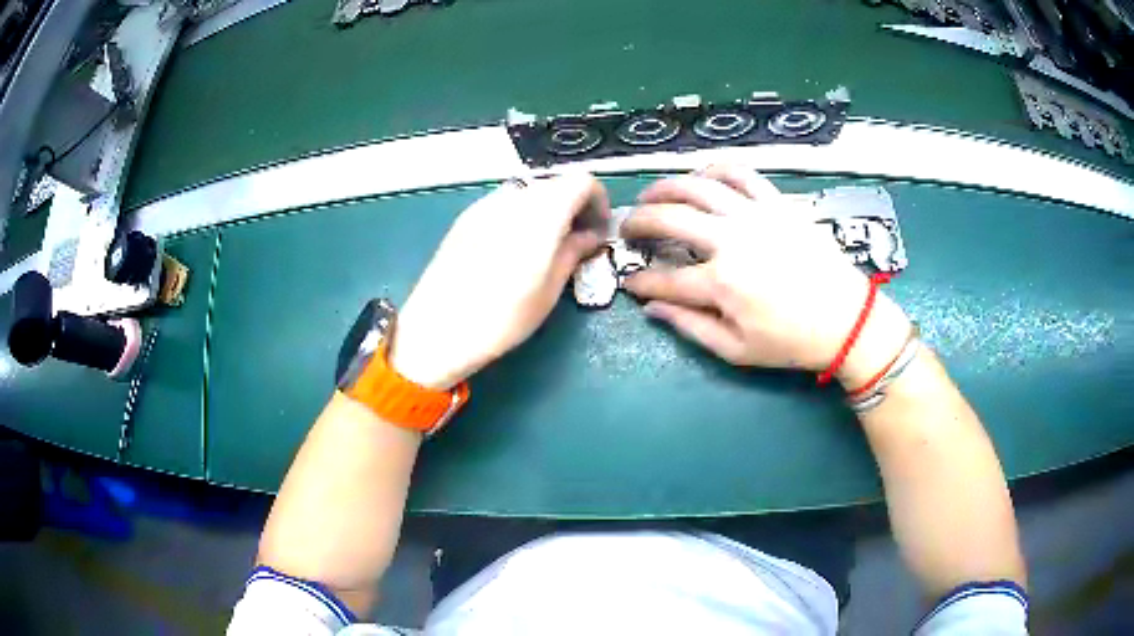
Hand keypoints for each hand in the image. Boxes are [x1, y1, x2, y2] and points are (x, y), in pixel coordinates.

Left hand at [389, 174, 609, 388]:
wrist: (437, 330)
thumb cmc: (502, 317)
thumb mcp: (549, 290)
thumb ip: (573, 252)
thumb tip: (589, 235)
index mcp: (541, 213)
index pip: (581, 181)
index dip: (598, 200)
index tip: (598, 228)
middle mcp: (513, 198)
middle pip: (555, 183)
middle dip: (573, 205)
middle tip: (577, 238)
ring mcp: (485, 205)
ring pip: (529, 192)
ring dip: (547, 209)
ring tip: (545, 245)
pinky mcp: (465, 218)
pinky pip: (504, 203)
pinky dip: (522, 214)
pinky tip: (514, 248)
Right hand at [622, 165, 909, 386]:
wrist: (846, 319)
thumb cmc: (791, 341)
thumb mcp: (737, 350)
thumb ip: (690, 327)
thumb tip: (652, 308)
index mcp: (721, 283)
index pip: (663, 279)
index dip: (639, 281)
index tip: (629, 282)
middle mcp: (732, 240)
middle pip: (669, 218)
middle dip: (638, 221)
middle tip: (628, 227)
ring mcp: (756, 215)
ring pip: (698, 186)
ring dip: (666, 188)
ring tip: (652, 195)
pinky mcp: (777, 202)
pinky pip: (741, 173)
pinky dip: (715, 169)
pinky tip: (702, 176)